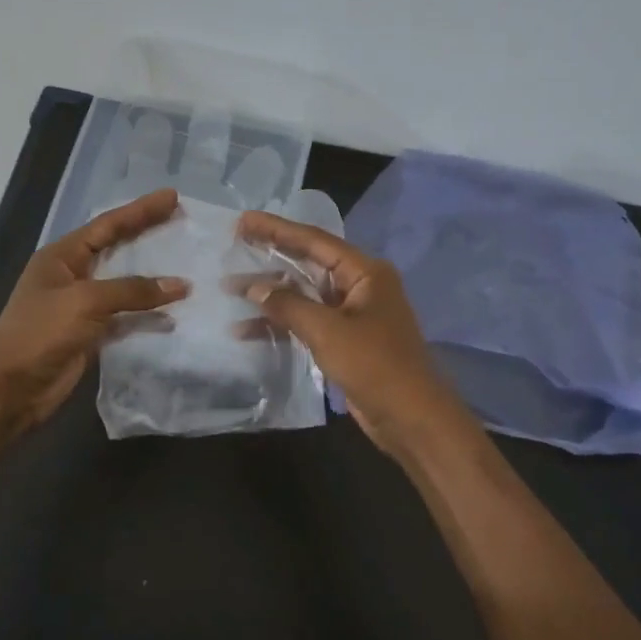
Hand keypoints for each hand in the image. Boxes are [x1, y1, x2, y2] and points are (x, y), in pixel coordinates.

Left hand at [0, 188, 188, 434]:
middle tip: (181, 220)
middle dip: (147, 234)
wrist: (9, 388)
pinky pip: (126, 317)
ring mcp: (81, 307)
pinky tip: (173, 311)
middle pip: (117, 248)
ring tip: (186, 264)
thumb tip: (179, 285)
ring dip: (152, 277)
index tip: (172, 196)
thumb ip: (132, 291)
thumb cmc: (40, 333)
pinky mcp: (91, 335)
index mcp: (62, 257)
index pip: (107, 225)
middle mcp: (72, 276)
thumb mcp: (85, 301)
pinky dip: (148, 314)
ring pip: (124, 284)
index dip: (140, 210)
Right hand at [236, 210, 470, 462]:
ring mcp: (352, 314)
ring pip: (304, 295)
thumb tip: (253, 286)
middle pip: (308, 264)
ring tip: (229, 289)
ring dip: (270, 295)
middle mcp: (359, 286)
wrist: (411, 419)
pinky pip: (306, 322)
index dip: (277, 229)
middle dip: (270, 257)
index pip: (314, 241)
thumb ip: (288, 305)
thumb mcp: (328, 331)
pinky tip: (246, 330)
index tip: (244, 220)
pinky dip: (280, 324)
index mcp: (365, 273)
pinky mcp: (345, 341)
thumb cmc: (375, 365)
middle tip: (233, 244)